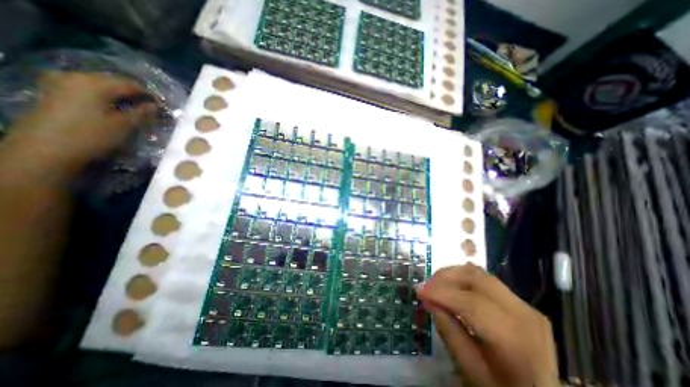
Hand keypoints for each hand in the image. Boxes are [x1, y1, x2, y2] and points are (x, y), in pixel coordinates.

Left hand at [6, 70, 156, 174]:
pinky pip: (87, 89)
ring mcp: (61, 82)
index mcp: (95, 83)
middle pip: (114, 82)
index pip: (131, 84)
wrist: (46, 148)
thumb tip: (155, 106)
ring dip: (120, 96)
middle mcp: (76, 76)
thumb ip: (142, 113)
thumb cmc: (92, 135)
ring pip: (101, 85)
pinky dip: (105, 97)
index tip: (162, 107)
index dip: (150, 95)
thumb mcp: (124, 125)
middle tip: (150, 108)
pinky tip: (114, 108)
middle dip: (134, 94)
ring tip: (134, 109)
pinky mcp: (54, 91)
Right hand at [418, 263, 556, 385]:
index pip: (472, 304)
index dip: (441, 293)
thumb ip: (449, 333)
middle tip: (427, 285)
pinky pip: (486, 280)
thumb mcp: (473, 372)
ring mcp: (524, 305)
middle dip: (446, 276)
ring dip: (453, 274)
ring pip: (480, 274)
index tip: (418, 290)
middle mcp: (524, 314)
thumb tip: (429, 301)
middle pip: (476, 278)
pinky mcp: (520, 302)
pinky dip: (464, 279)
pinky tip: (453, 288)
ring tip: (436, 284)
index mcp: (516, 340)